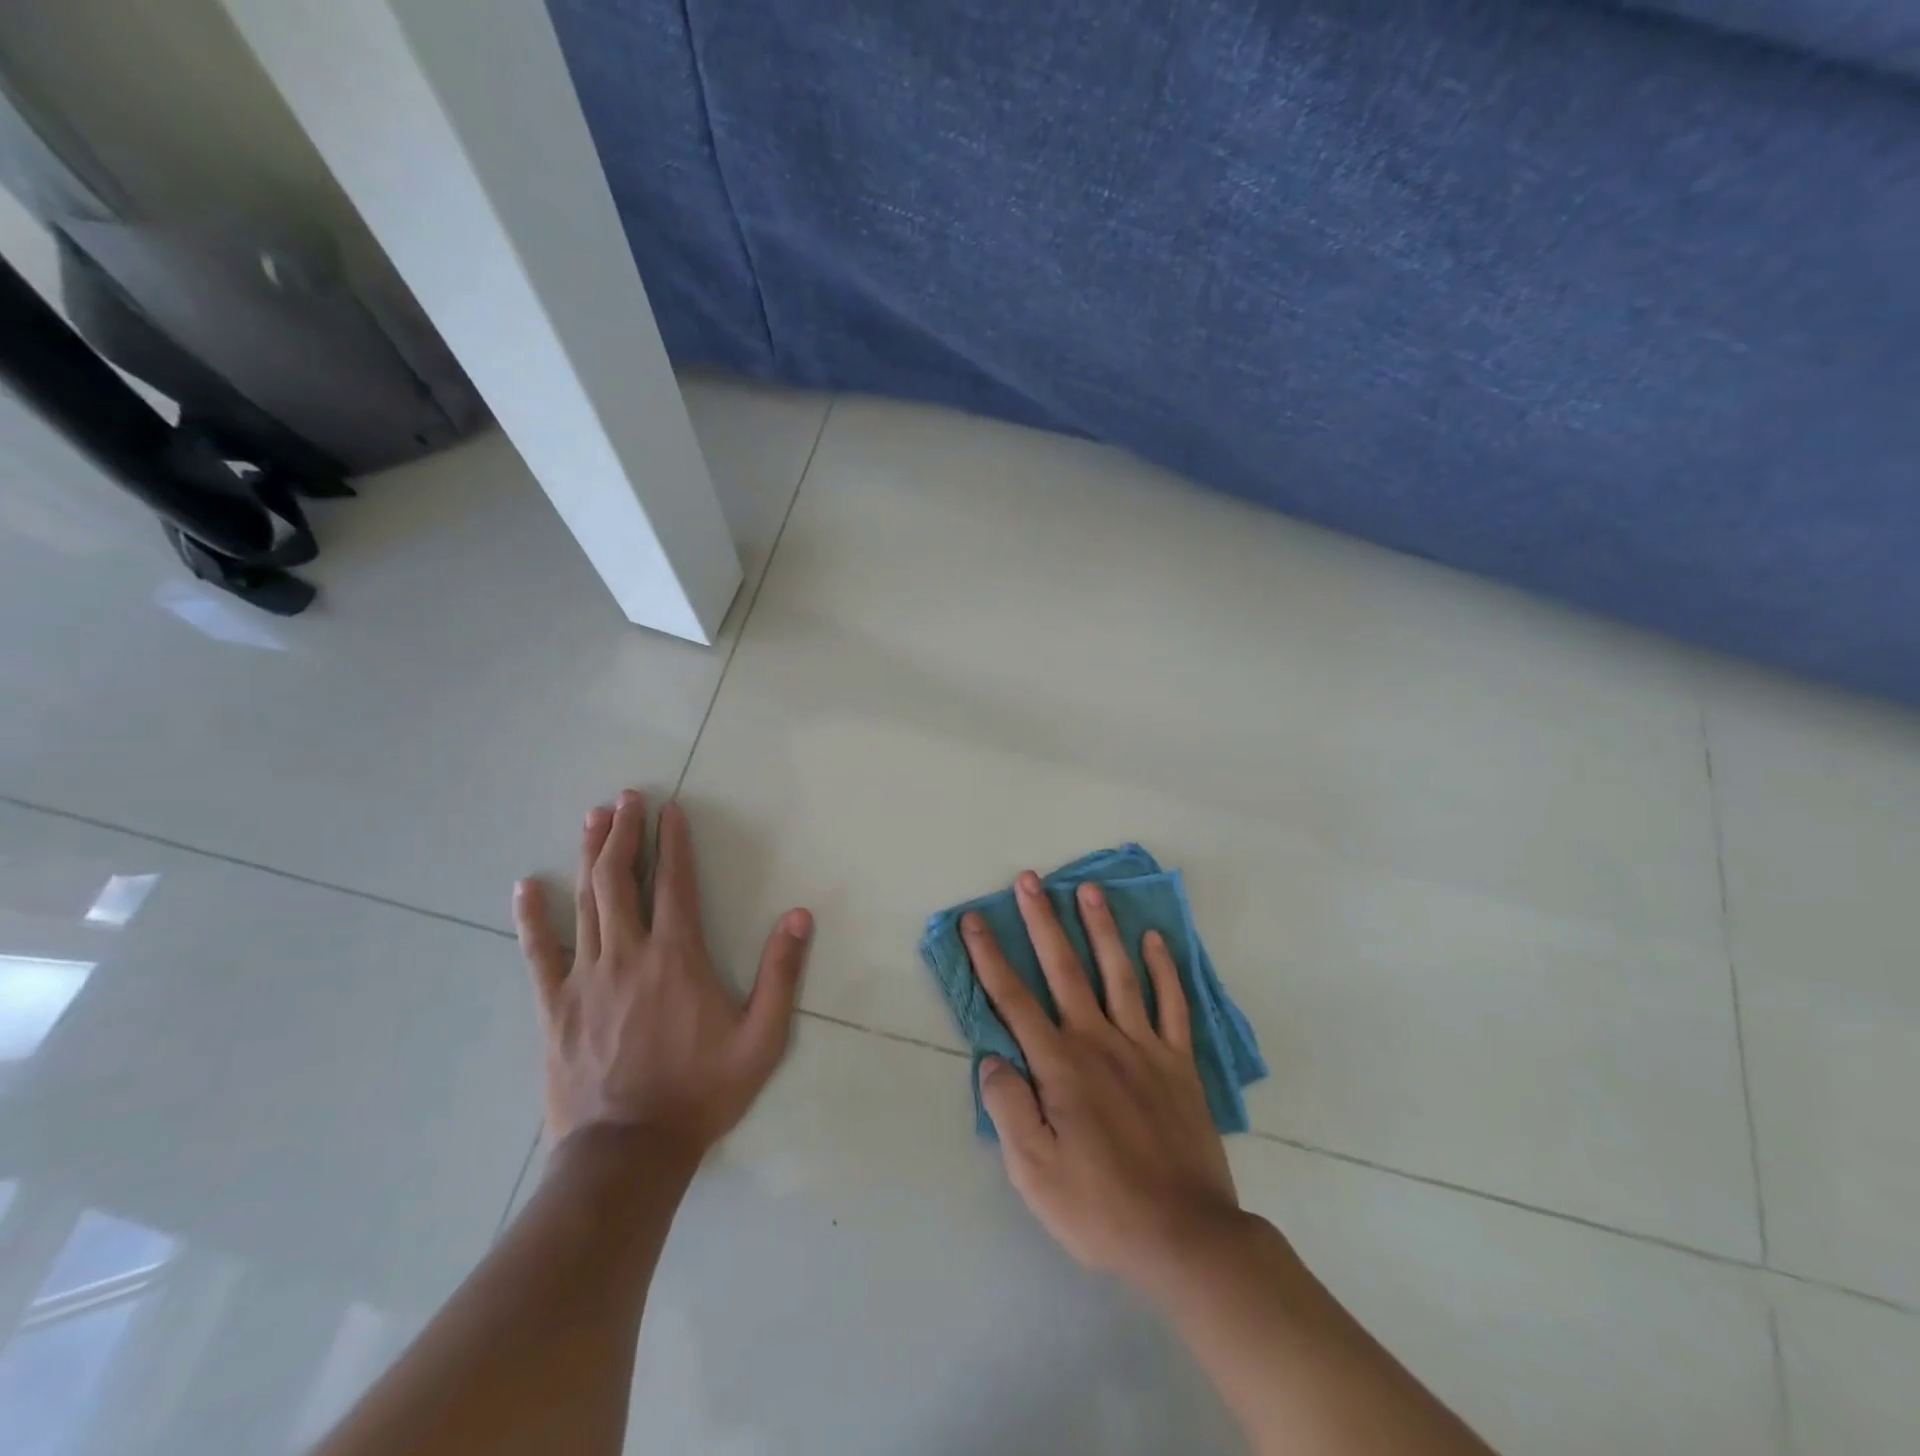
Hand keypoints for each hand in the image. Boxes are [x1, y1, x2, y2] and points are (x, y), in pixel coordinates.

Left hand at [513, 790, 813, 1160]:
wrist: (628, 1153)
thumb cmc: (701, 1091)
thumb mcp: (761, 1038)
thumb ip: (781, 974)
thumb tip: (799, 915)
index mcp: (677, 957)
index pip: (675, 884)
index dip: (673, 841)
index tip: (670, 808)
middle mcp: (628, 955)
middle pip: (621, 880)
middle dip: (623, 833)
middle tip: (625, 798)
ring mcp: (585, 978)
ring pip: (585, 902)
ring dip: (590, 856)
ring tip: (592, 818)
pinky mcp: (555, 1006)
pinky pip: (539, 952)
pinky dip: (532, 916)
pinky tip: (526, 886)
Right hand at [964, 872, 1241, 1290]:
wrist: (1186, 1237)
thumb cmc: (1100, 1207)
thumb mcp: (1034, 1173)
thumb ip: (1009, 1108)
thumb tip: (992, 1057)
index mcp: (1059, 1066)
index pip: (1013, 999)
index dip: (989, 956)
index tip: (974, 919)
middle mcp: (1098, 1041)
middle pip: (1064, 968)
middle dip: (1042, 921)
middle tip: (1030, 879)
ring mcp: (1143, 1046)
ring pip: (1118, 972)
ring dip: (1101, 928)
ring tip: (1089, 889)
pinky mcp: (1178, 1062)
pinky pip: (1172, 1004)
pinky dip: (1164, 969)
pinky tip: (1156, 939)